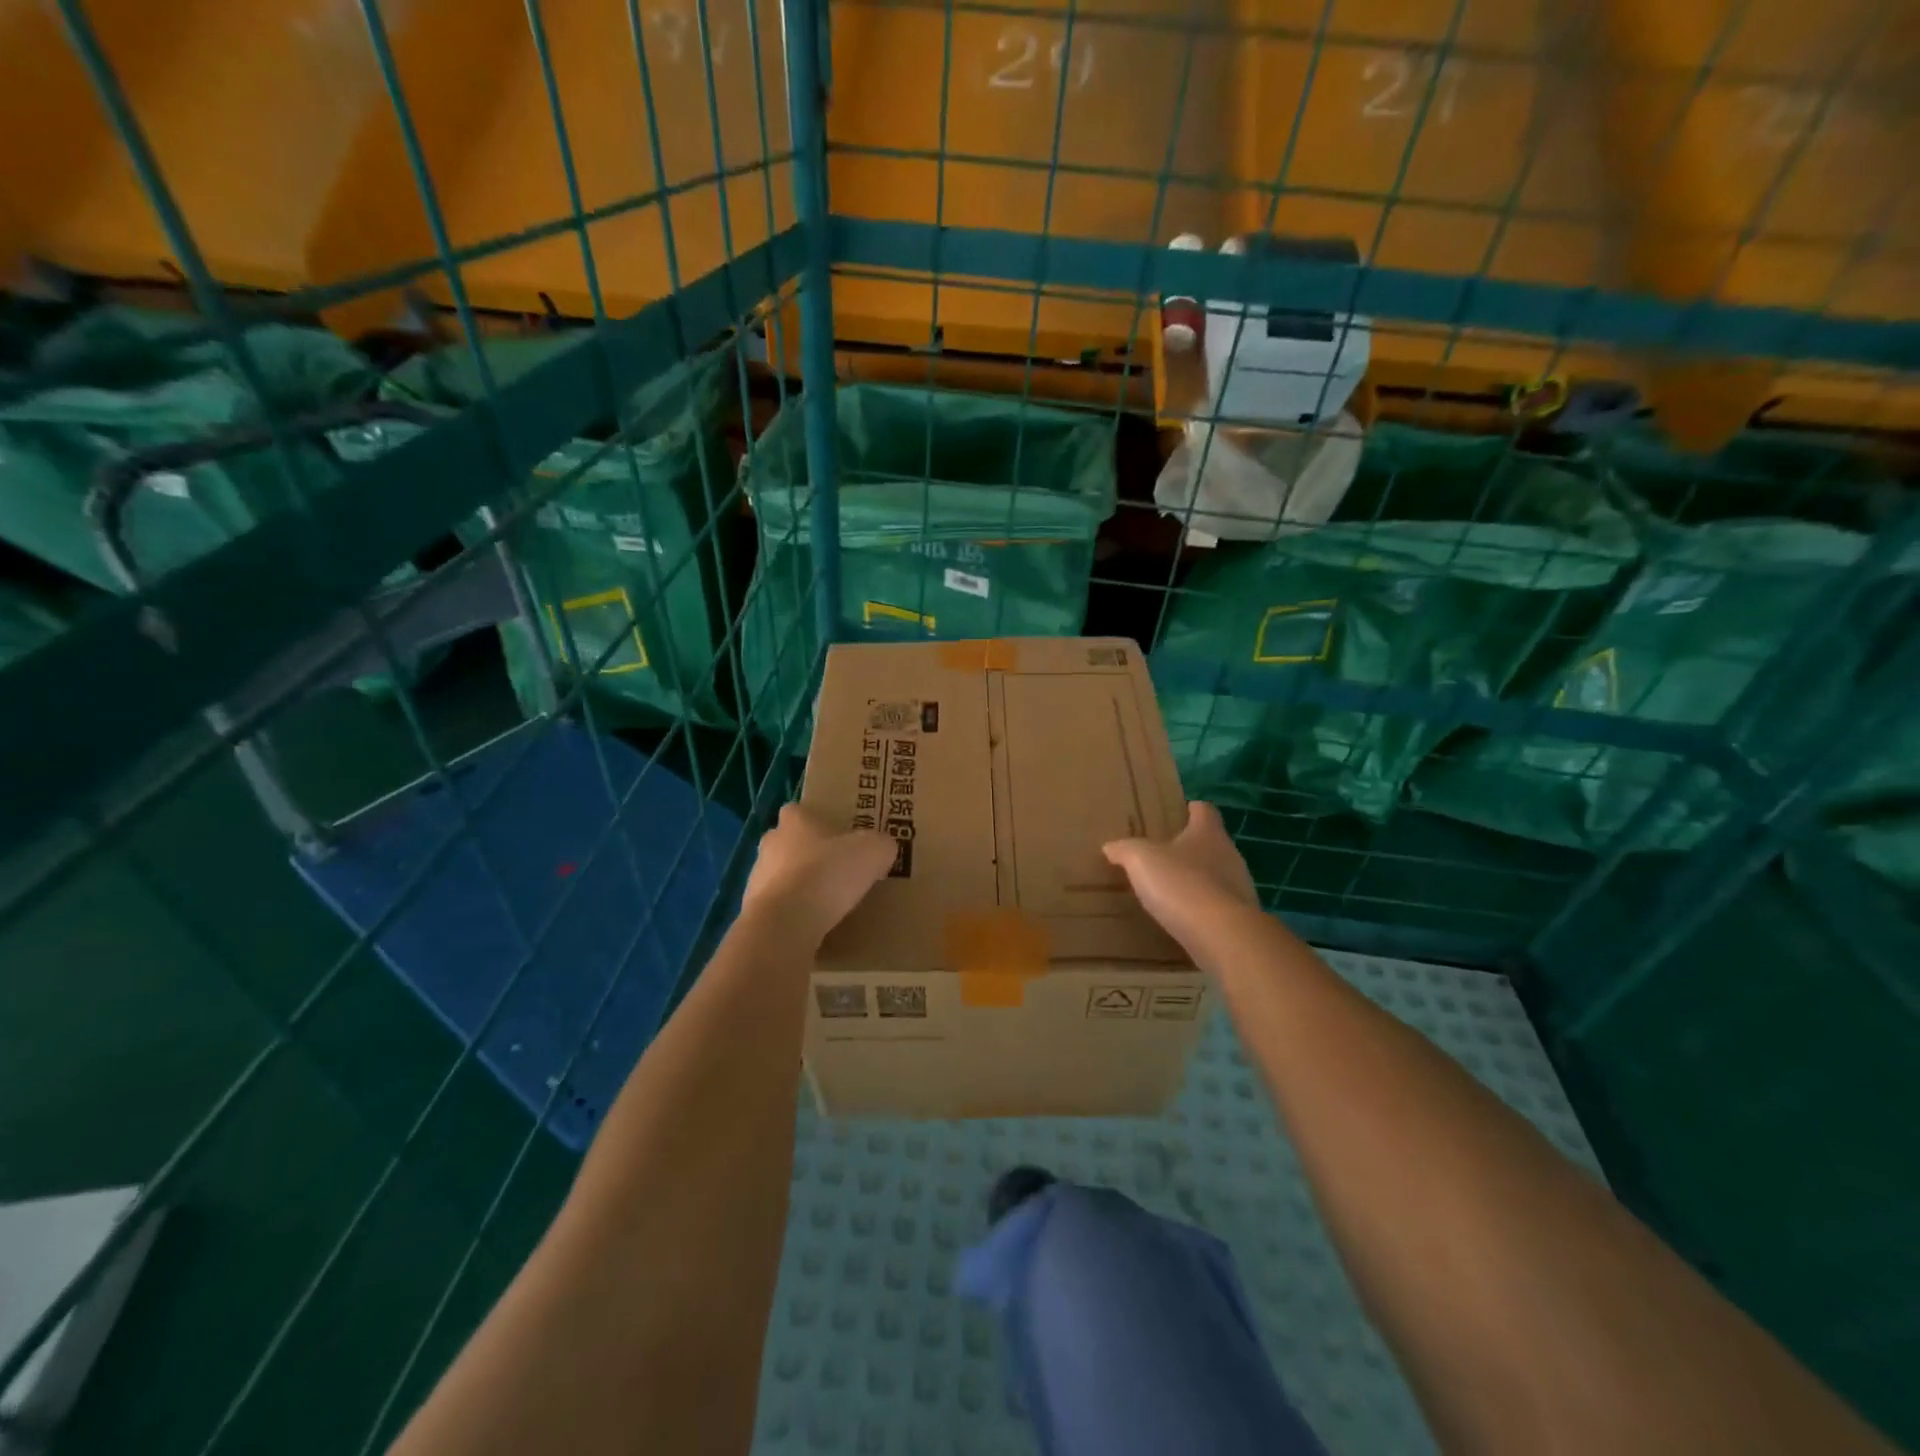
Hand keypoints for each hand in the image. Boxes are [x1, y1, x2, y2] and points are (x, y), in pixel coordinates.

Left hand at [741, 804, 896, 949]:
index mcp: (795, 820)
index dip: (817, 822)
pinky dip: (793, 915)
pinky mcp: (754, 911)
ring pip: (781, 877)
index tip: (837, 836)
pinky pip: (778, 909)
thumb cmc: (828, 873)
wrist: (786, 923)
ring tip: (827, 905)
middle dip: (809, 856)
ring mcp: (756, 878)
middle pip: (789, 844)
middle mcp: (770, 843)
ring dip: (799, 887)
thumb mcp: (873, 852)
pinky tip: (813, 927)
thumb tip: (882, 848)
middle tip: (837, 871)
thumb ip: (880, 844)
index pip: (800, 811)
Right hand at [1103, 802, 1259, 963]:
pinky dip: (1203, 910)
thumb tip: (1110, 846)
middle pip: (1212, 843)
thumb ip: (1125, 849)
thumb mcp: (1140, 860)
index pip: (1204, 810)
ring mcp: (1240, 887)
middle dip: (1190, 848)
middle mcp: (1230, 854)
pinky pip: (1219, 907)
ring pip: (1217, 876)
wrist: (1221, 936)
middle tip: (1164, 855)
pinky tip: (1183, 920)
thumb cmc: (1181, 884)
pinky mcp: (1241, 918)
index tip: (1179, 812)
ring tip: (1171, 891)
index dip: (1191, 809)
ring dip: (1197, 881)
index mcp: (1208, 833)